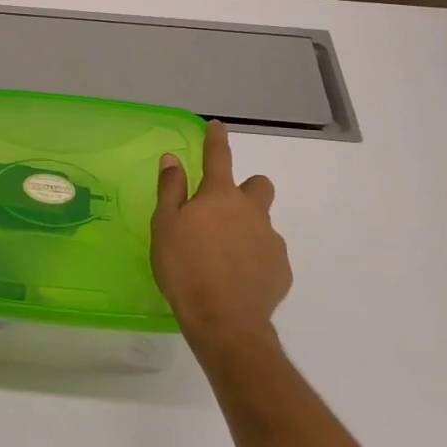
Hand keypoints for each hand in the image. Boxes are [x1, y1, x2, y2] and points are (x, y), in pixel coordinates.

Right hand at [152, 120, 292, 357]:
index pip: (218, 157)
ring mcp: (270, 240)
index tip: (217, 126)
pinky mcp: (281, 269)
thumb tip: (172, 158)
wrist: (224, 320)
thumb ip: (171, 190)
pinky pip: (268, 253)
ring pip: (262, 222)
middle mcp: (251, 211)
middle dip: (246, 190)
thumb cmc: (185, 268)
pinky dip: (255, 258)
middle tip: (223, 210)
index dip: (216, 140)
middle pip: (259, 186)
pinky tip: (237, 277)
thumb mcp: (165, 226)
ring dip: (248, 228)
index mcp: (220, 197)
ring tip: (224, 254)